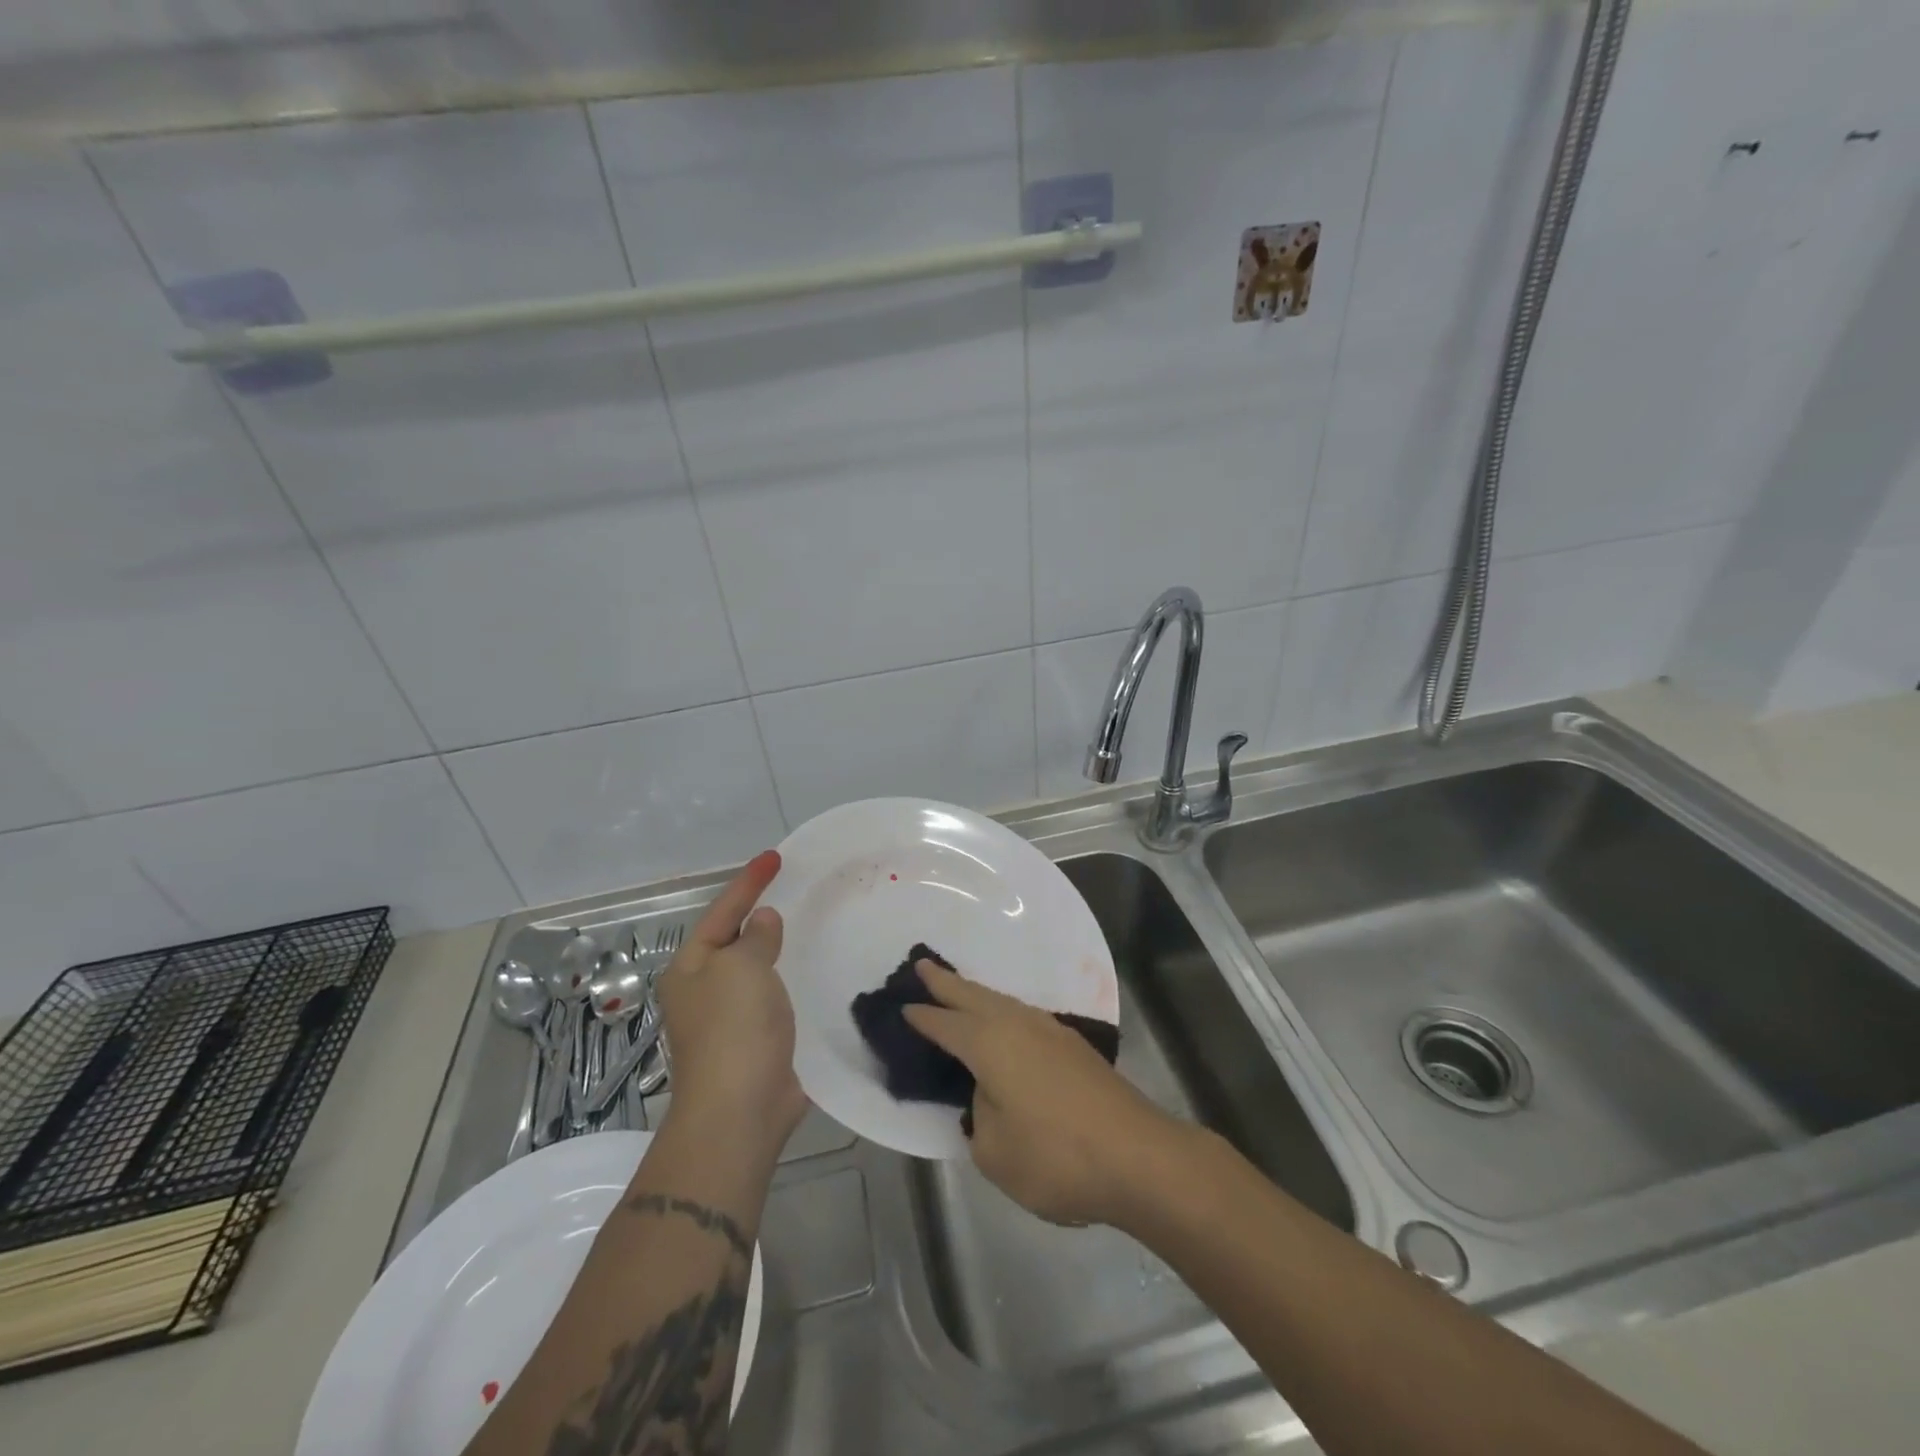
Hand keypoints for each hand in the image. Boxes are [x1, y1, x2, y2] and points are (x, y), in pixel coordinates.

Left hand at [654, 850, 808, 1157]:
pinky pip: (772, 997)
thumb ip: (755, 937)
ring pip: (754, 970)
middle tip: (789, 888)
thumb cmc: (734, 1029)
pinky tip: (807, 973)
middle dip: (756, 914)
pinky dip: (787, 979)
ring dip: (774, 948)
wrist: (740, 1110)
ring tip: (802, 924)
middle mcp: (703, 990)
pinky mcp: (755, 1042)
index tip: (775, 856)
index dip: (749, 882)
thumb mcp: (743, 968)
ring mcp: (728, 1019)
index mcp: (691, 968)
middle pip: (733, 940)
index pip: (722, 912)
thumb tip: (762, 921)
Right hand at [902, 960, 1186, 1227]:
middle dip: (946, 982)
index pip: (945, 1025)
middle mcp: (1018, 1025)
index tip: (901, 1007)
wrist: (1138, 1156)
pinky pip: (1023, 1016)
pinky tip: (1004, 1023)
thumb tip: (988, 1095)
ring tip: (958, 990)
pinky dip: (1002, 1011)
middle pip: (973, 996)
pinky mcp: (1073, 1046)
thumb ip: (979, 1116)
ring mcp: (1050, 1031)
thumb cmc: (1056, 1157)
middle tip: (922, 965)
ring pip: (1002, 1002)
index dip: (922, 1017)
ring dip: (976, 994)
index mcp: (990, 1044)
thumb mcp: (995, 1151)